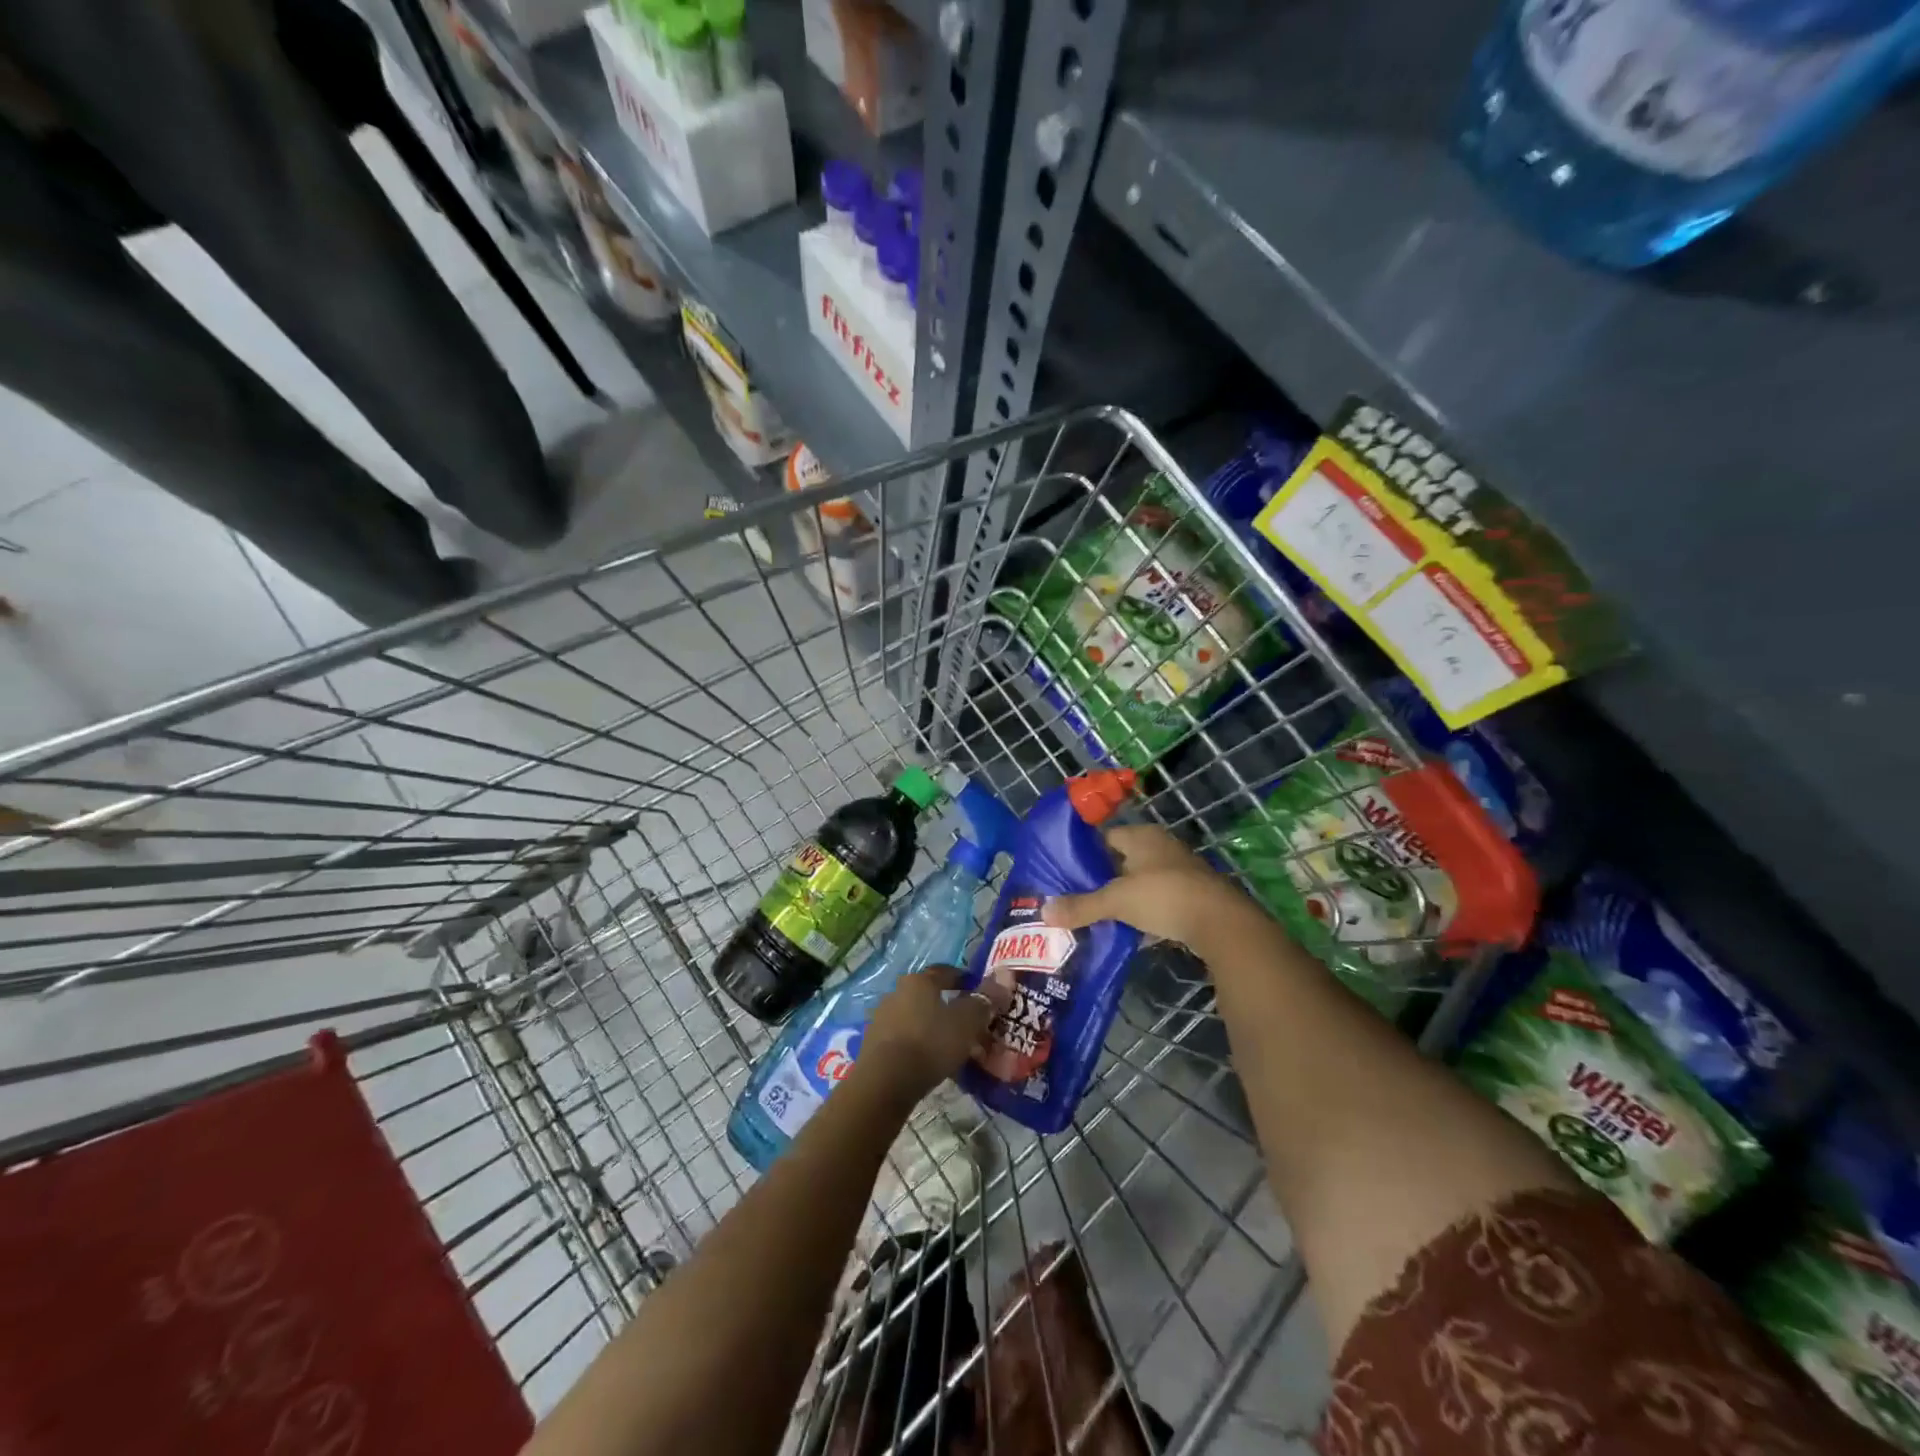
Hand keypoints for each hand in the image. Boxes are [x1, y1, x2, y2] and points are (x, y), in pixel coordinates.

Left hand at [856, 965, 1010, 1102]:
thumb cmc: (930, 1043)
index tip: (978, 991)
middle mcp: (897, 992)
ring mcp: (882, 1018)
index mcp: (919, 981)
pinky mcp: (874, 1044)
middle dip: (949, 1006)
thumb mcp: (966, 1022)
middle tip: (970, 1023)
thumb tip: (1006, 975)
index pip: (945, 972)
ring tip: (953, 1045)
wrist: (884, 1082)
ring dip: (933, 1026)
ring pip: (916, 1017)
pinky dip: (919, 1044)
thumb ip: (985, 1000)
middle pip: (929, 995)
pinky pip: (904, 1037)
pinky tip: (931, 1060)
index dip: (964, 979)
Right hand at [1040, 824, 1251, 951]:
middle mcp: (1161, 846)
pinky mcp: (1193, 894)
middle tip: (1077, 896)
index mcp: (1142, 836)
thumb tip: (1044, 912)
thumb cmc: (1164, 896)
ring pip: (1141, 880)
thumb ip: (1082, 906)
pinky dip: (1145, 911)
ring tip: (1099, 915)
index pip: (1104, 836)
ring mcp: (1180, 870)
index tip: (1065, 872)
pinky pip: (1159, 899)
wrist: (1221, 922)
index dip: (1084, 852)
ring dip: (1124, 896)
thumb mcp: (1117, 901)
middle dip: (1102, 878)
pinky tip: (1131, 930)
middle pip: (1122, 859)